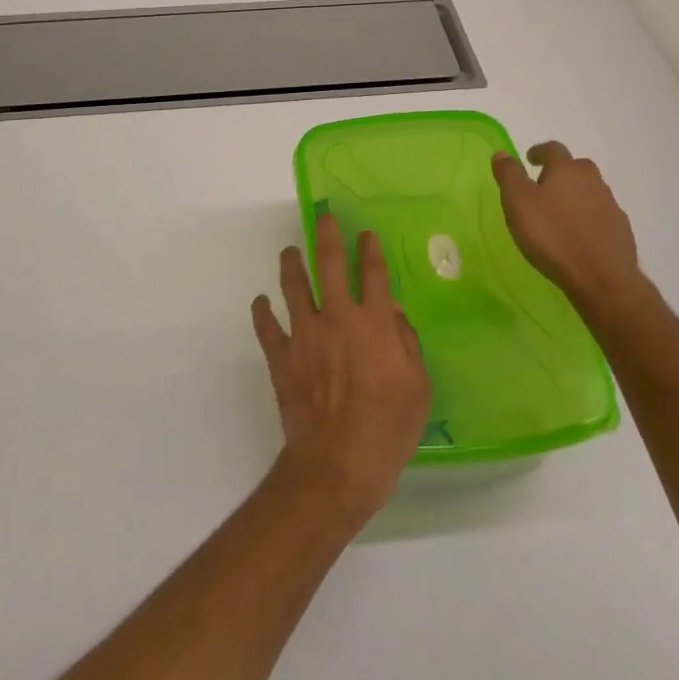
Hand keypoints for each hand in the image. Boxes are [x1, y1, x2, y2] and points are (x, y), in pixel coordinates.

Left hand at [251, 215, 431, 525]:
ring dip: (290, 264)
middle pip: (329, 264)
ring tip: (289, 251)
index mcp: (373, 323)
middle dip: (327, 235)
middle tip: (323, 217)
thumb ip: (406, 343)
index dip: (369, 249)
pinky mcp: (281, 355)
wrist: (339, 462)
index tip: (365, 234)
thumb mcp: (418, 386)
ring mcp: (304, 334)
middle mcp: (337, 317)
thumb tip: (392, 313)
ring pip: (293, 286)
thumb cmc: (388, 427)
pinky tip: (261, 302)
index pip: (373, 272)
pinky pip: (266, 327)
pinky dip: (262, 312)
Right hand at [492, 142, 655, 323]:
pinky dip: (587, 218)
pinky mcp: (620, 231)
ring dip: (575, 195)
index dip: (539, 151)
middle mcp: (593, 182)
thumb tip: (502, 153)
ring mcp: (610, 206)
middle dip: (560, 172)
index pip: (553, 149)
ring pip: (590, 191)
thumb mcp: (518, 202)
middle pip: (577, 167)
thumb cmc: (552, 235)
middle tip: (543, 186)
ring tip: (558, 213)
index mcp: (567, 170)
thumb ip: (509, 175)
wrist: (601, 278)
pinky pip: (600, 215)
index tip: (529, 159)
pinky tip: (577, 235)